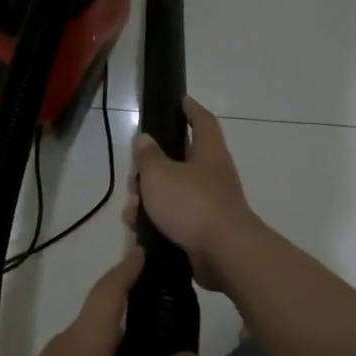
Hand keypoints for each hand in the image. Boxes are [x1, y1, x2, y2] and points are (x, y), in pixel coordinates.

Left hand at [0, 250, 200, 355]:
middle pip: (100, 316)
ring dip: (118, 342)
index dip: (129, 269)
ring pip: (90, 345)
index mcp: (85, 342)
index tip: (146, 249)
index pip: (110, 291)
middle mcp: (63, 346)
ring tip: (150, 354)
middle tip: (164, 309)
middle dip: (129, 306)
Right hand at [125, 98, 256, 293]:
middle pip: (181, 161)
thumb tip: (144, 139)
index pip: (202, 122)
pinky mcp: (205, 231)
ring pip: (174, 193)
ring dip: (151, 198)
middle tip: (134, 173)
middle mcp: (213, 175)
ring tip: (131, 209)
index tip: (179, 100)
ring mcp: (211, 204)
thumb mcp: (159, 174)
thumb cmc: (192, 204)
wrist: (224, 254)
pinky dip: (157, 222)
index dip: (190, 109)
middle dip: (154, 166)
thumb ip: (148, 156)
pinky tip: (139, 230)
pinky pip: (176, 219)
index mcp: (209, 153)